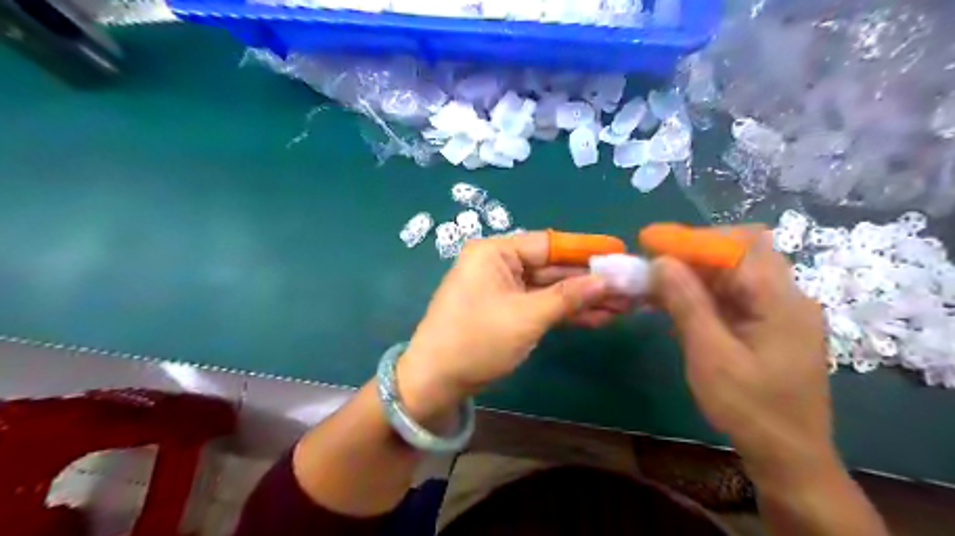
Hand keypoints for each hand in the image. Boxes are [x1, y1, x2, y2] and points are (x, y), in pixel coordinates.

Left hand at [397, 232, 631, 421]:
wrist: (435, 381)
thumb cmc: (476, 340)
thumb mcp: (526, 317)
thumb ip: (568, 297)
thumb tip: (606, 281)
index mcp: (495, 252)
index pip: (549, 243)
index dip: (586, 249)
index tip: (620, 252)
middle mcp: (499, 264)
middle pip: (552, 267)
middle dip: (590, 280)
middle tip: (630, 287)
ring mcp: (503, 289)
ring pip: (550, 288)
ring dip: (583, 298)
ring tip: (624, 306)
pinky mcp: (507, 310)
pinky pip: (541, 305)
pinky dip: (566, 312)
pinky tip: (599, 317)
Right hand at [654, 226, 833, 472]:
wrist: (789, 457)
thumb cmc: (750, 408)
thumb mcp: (711, 355)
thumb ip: (687, 303)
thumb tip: (661, 261)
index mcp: (780, 299)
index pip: (740, 243)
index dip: (694, 238)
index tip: (652, 243)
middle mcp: (786, 296)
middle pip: (738, 253)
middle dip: (690, 255)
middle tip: (651, 267)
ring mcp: (778, 312)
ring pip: (732, 274)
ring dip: (692, 275)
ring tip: (653, 286)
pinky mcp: (768, 326)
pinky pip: (732, 297)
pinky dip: (701, 295)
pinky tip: (673, 306)